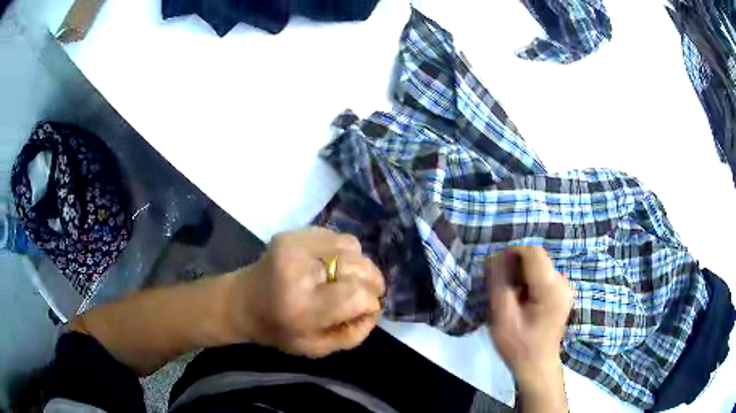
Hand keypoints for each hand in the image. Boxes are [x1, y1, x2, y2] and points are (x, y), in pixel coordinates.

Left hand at [230, 227, 385, 357]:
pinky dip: (344, 253)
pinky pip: (337, 236)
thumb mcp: (317, 348)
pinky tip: (331, 266)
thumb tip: (375, 307)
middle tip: (361, 294)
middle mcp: (298, 268)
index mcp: (302, 306)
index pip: (356, 295)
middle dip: (370, 282)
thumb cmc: (279, 330)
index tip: (364, 309)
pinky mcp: (294, 232)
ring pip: (352, 247)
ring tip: (344, 279)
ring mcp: (295, 244)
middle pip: (359, 266)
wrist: (242, 301)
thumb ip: (353, 334)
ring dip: (358, 266)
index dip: (369, 303)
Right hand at [485, 246, 572, 388]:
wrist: (537, 366)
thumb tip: (496, 258)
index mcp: (551, 288)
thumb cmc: (519, 345)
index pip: (532, 252)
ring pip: (539, 267)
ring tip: (511, 296)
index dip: (511, 254)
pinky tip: (522, 300)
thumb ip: (499, 283)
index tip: (495, 269)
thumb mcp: (502, 316)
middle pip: (537, 259)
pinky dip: (529, 282)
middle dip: (515, 267)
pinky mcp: (562, 294)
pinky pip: (544, 277)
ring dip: (521, 275)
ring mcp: (565, 288)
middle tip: (500, 287)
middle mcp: (563, 283)